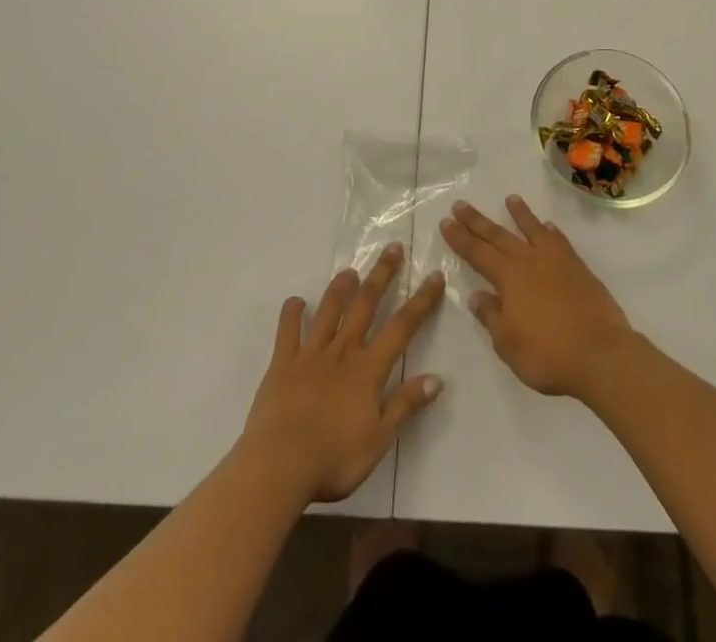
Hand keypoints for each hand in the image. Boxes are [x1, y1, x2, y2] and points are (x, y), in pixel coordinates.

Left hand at [236, 243, 444, 503]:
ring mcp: (311, 354)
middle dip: (382, 275)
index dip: (421, 301)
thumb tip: (437, 378)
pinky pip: (288, 330)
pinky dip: (292, 313)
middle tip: (393, 249)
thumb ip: (405, 406)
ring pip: (329, 310)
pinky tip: (296, 301)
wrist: (279, 466)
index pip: (402, 328)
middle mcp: (342, 352)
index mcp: (368, 370)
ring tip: (350, 271)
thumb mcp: (378, 440)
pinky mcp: (283, 363)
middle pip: (366, 305)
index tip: (434, 276)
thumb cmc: (333, 459)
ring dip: (341, 288)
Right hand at [441, 196, 635, 399]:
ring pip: (533, 230)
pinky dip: (551, 232)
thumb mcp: (508, 344)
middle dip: (478, 221)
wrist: (601, 354)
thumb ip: (492, 317)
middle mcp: (530, 261)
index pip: (478, 253)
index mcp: (509, 278)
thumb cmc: (548, 355)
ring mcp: (557, 261)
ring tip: (510, 199)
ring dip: (520, 214)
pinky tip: (548, 227)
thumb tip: (477, 296)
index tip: (446, 221)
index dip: (460, 238)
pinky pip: (560, 242)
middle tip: (461, 204)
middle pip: (499, 236)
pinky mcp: (579, 268)